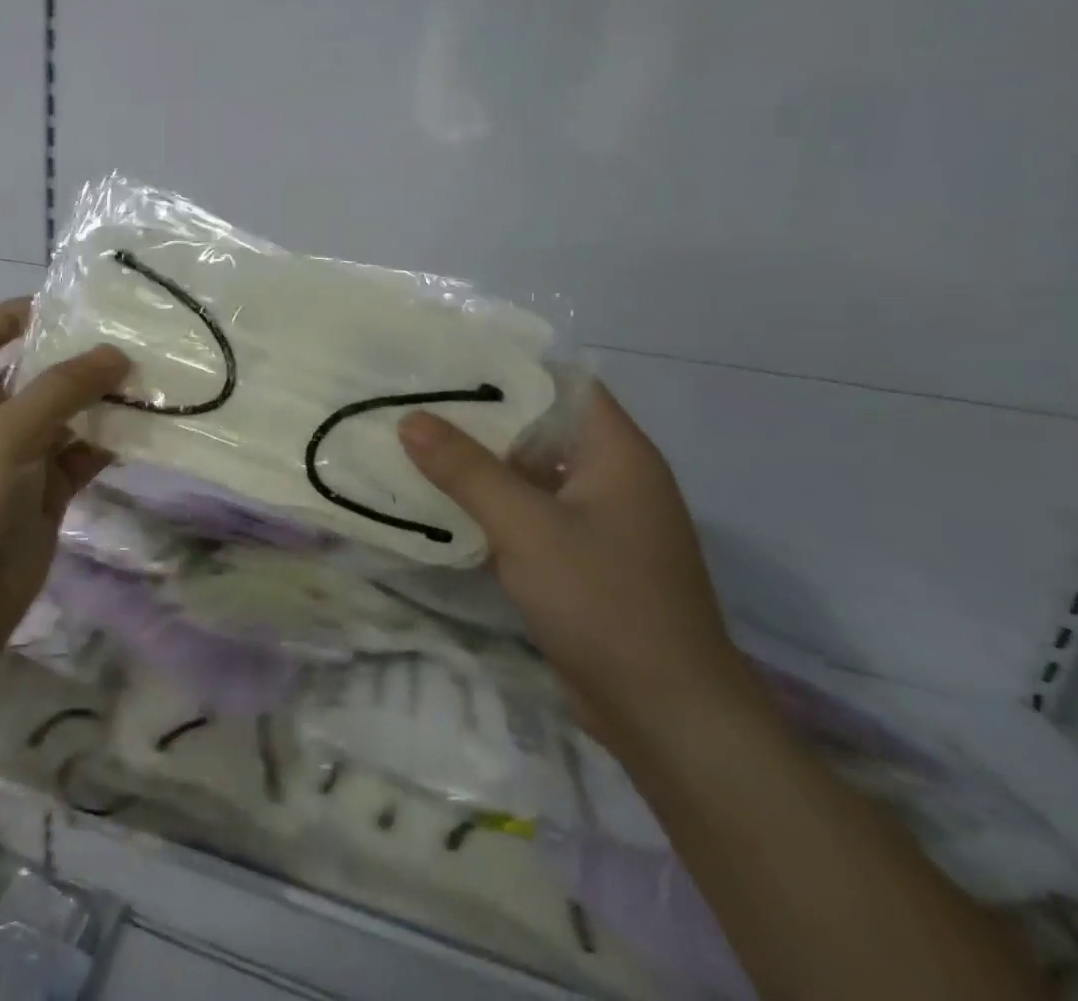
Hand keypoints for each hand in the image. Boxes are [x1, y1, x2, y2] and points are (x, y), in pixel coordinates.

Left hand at [0, 299, 129, 666]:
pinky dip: (106, 444)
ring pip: (63, 415)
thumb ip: (63, 388)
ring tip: (146, 381)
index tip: (65, 307)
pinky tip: (141, 430)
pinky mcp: (43, 494)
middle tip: (126, 340)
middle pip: (31, 372)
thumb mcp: (8, 431)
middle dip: (73, 357)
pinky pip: (80, 456)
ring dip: (98, 401)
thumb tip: (116, 353)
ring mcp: (16, 459)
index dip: (14, 313)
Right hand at [399, 384, 751, 744]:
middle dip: (481, 416)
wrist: (667, 716)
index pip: (563, 383)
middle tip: (415, 401)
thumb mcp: (526, 527)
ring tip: (417, 444)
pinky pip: (531, 513)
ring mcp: (599, 521)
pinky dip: (493, 505)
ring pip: (532, 473)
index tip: (448, 361)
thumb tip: (410, 418)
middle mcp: (612, 477)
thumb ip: (466, 469)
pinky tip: (444, 504)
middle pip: (541, 426)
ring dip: (481, 464)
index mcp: (617, 453)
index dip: (509, 367)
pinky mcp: (583, 559)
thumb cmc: (605, 601)